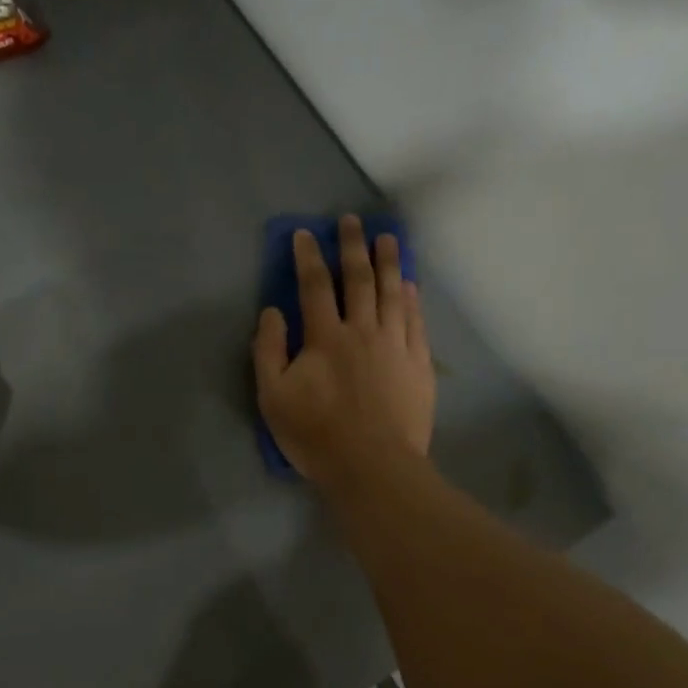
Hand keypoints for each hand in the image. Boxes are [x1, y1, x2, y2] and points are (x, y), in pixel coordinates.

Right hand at [253, 216, 434, 488]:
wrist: (374, 466)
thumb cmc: (317, 435)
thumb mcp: (273, 397)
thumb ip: (269, 351)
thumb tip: (272, 312)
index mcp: (325, 337)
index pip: (314, 286)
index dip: (308, 257)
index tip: (305, 233)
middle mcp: (363, 330)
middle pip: (359, 279)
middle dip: (353, 247)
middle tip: (352, 221)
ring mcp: (396, 345)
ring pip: (393, 293)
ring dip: (389, 262)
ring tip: (388, 238)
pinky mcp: (419, 364)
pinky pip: (416, 320)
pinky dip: (412, 298)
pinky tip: (410, 284)